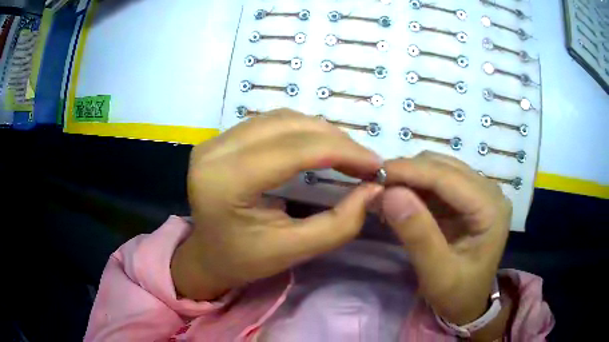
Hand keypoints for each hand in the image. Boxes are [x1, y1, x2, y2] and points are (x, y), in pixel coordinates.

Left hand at [172, 109, 382, 300]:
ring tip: (346, 154)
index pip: (293, 150)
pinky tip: (319, 146)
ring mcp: (214, 140)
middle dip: (335, 139)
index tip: (376, 163)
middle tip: (364, 161)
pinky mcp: (220, 138)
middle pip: (288, 125)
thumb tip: (375, 188)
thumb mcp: (295, 250)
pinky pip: (270, 122)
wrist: (208, 254)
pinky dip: (302, 130)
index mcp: (225, 182)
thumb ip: (340, 224)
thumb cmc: (245, 259)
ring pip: (281, 118)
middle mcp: (215, 151)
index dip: (342, 151)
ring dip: (320, 131)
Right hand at [381, 152, 511, 325]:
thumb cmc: (456, 295)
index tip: (374, 174)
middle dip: (407, 173)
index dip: (410, 171)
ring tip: (384, 194)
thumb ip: (418, 235)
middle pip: (443, 166)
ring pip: (438, 168)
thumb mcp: (437, 274)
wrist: (467, 303)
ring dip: (409, 177)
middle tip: (374, 188)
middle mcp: (489, 191)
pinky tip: (398, 198)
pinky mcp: (466, 197)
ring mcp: (479, 191)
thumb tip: (389, 193)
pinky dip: (414, 185)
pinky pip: (436, 180)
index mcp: (491, 208)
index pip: (448, 177)